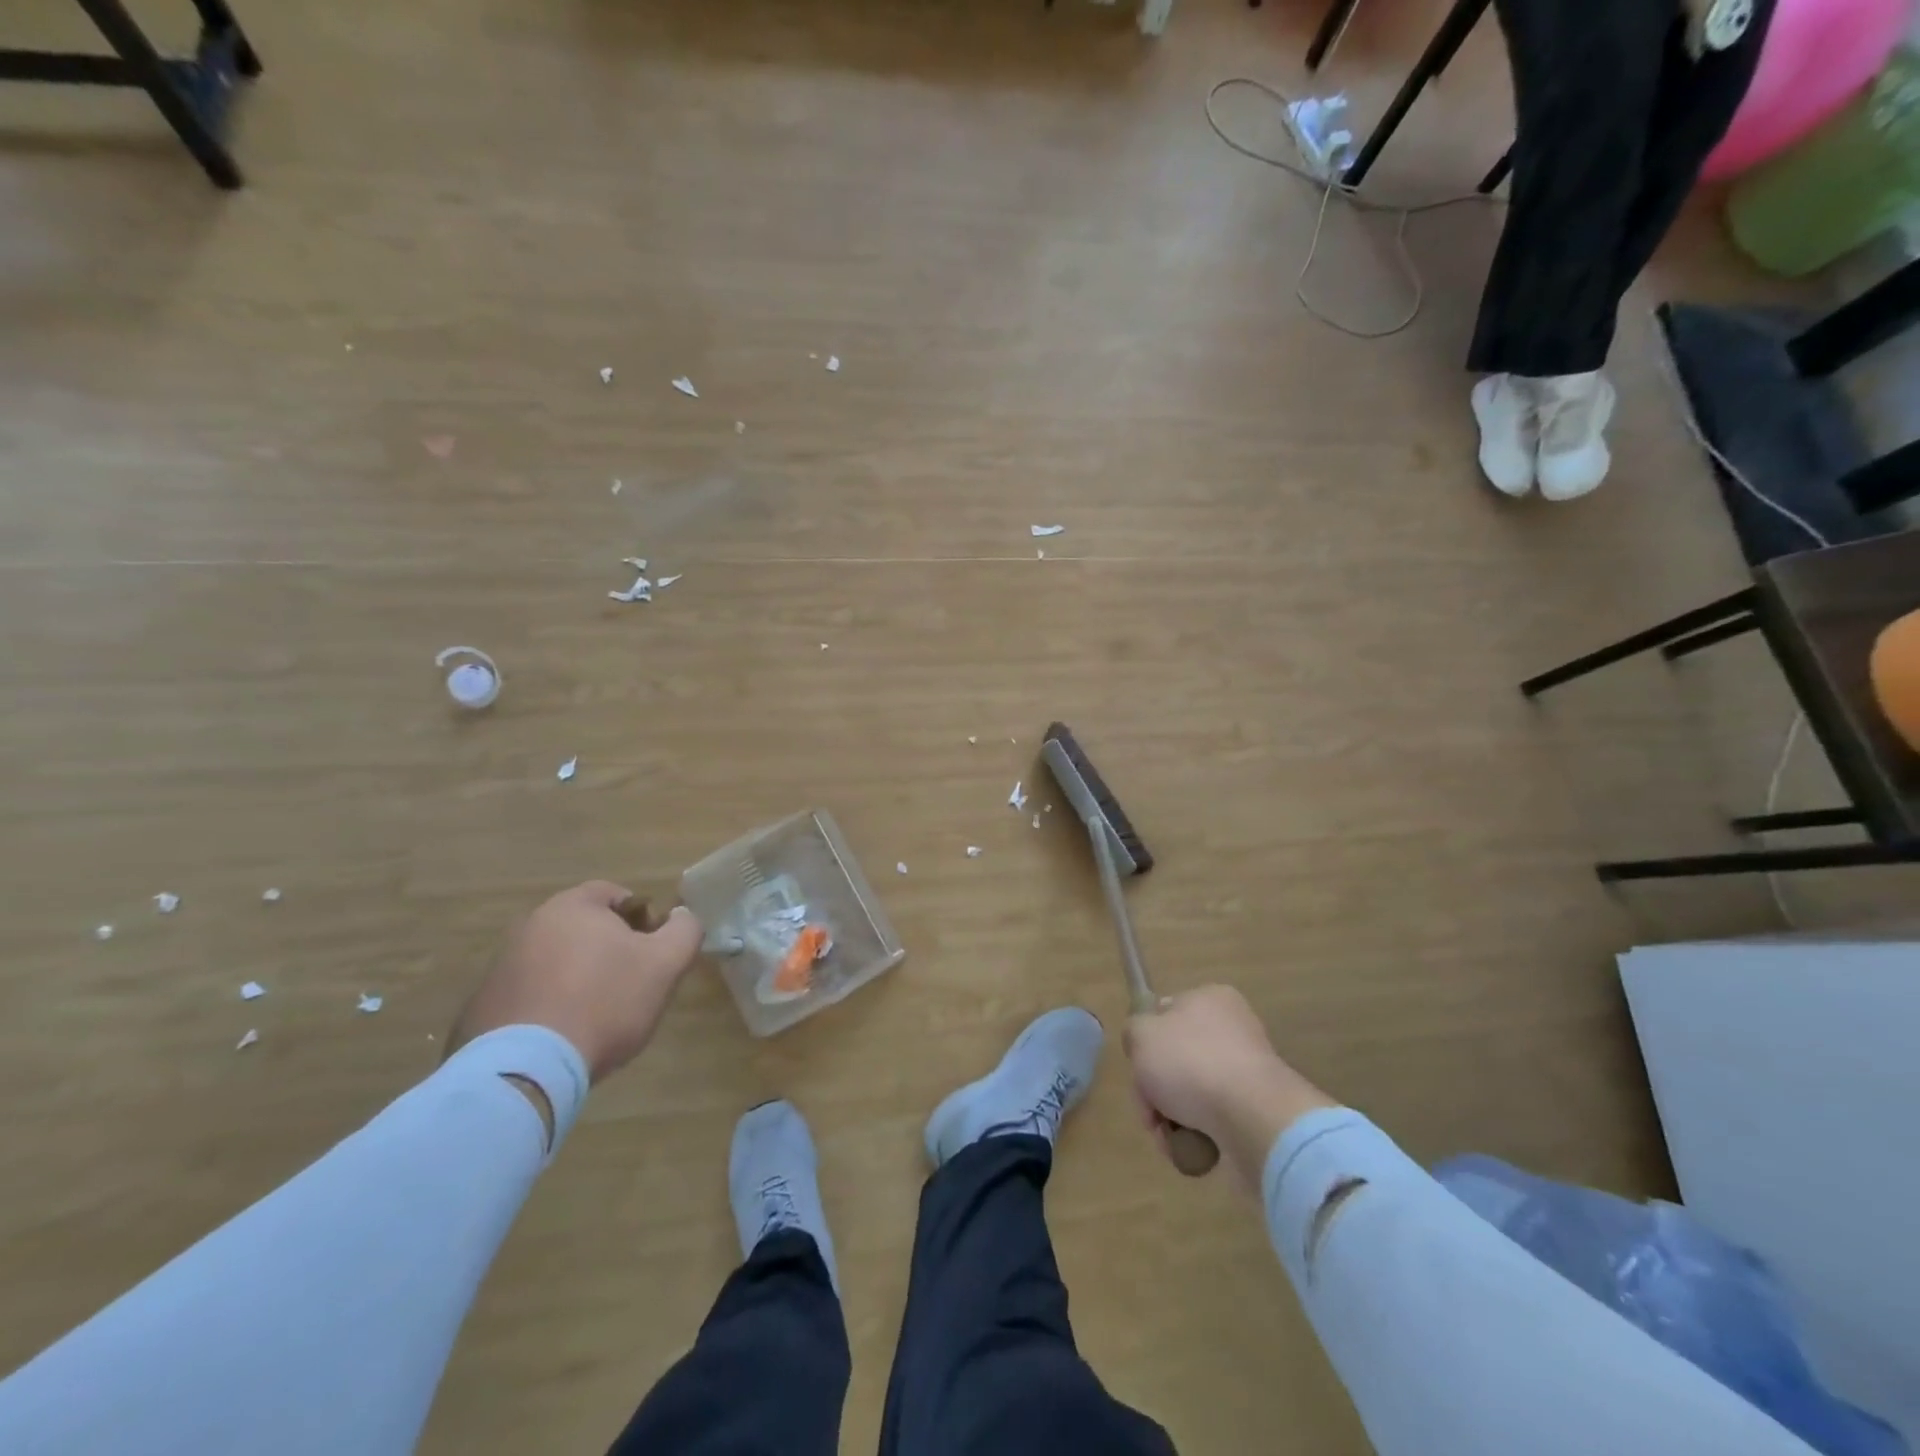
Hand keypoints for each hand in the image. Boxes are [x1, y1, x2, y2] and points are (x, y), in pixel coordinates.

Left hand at [447, 881, 703, 1082]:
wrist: (526, 1069)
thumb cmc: (604, 1002)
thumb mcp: (665, 964)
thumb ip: (685, 931)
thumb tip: (682, 917)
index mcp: (571, 907)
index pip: (614, 894)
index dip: (642, 918)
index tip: (652, 951)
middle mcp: (529, 926)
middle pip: (583, 928)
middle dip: (609, 949)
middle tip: (631, 983)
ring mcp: (500, 967)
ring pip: (555, 961)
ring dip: (578, 978)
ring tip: (597, 1016)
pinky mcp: (480, 1008)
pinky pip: (528, 996)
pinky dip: (548, 1007)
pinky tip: (564, 1036)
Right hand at [1123, 985, 1337, 1189]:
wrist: (1253, 1119)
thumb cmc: (1191, 1063)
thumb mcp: (1142, 1034)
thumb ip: (1134, 1030)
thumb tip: (1144, 1042)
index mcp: (1210, 998)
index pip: (1165, 1013)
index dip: (1146, 1043)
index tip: (1139, 1069)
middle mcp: (1233, 1029)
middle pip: (1176, 1058)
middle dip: (1156, 1090)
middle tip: (1151, 1113)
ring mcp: (1248, 1071)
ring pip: (1192, 1092)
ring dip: (1173, 1117)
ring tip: (1169, 1138)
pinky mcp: (1257, 1110)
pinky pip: (1215, 1119)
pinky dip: (1198, 1134)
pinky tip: (1191, 1149)